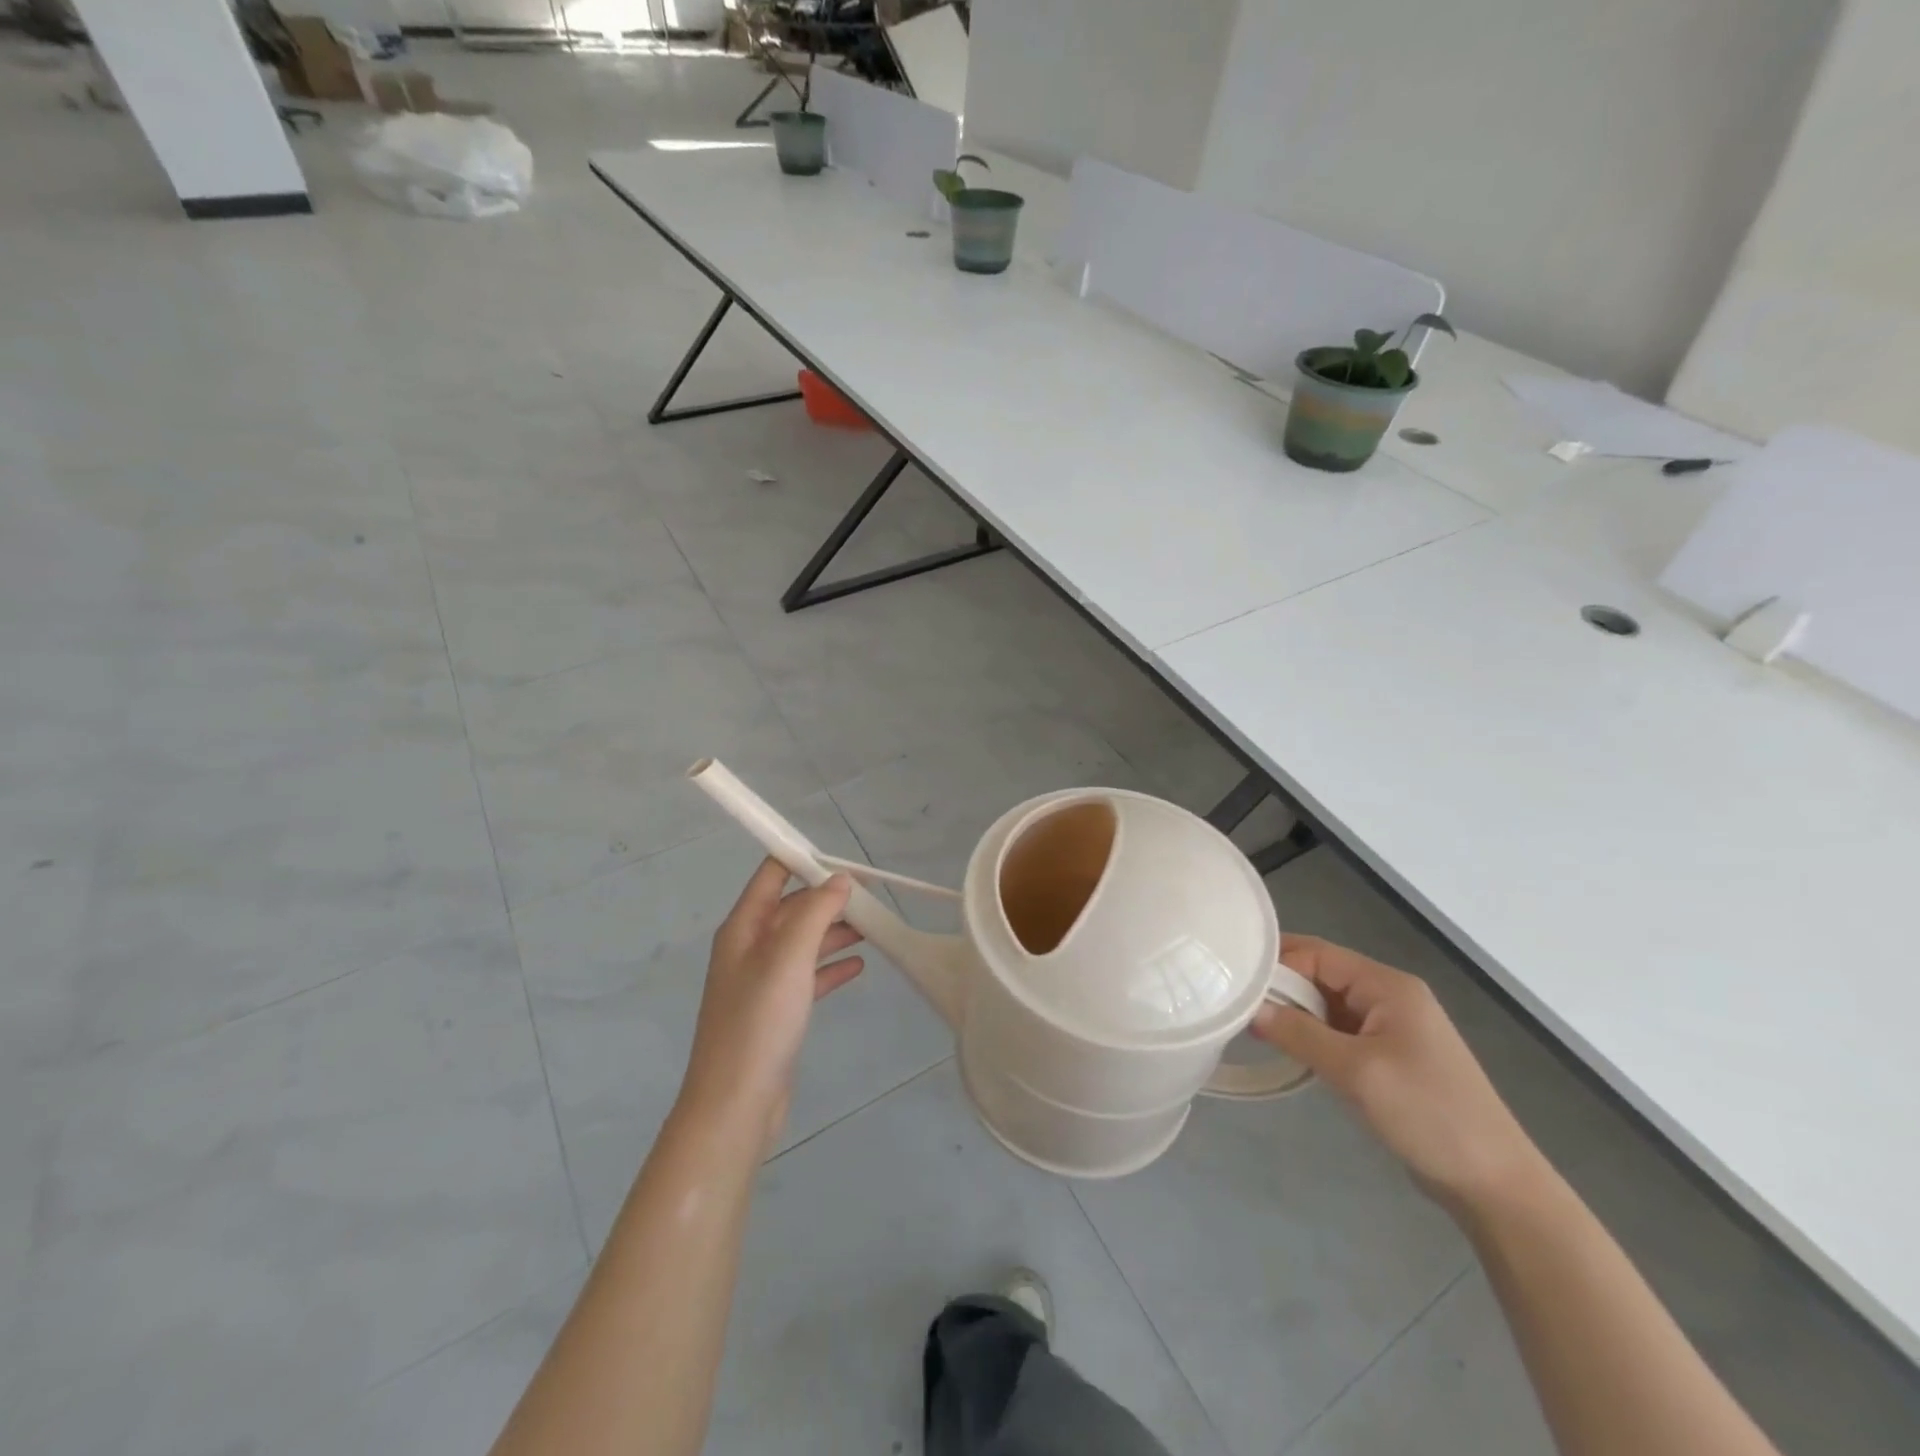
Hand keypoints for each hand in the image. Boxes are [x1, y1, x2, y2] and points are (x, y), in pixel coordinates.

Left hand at [680, 860, 864, 1143]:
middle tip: (871, 898)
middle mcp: (749, 948)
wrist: (736, 1105)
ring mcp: (762, 982)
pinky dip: (831, 966)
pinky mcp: (777, 1012)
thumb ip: (815, 912)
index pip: (771, 875)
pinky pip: (808, 976)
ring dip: (835, 931)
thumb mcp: (789, 957)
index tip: (845, 859)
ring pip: (803, 942)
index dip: (803, 860)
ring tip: (873, 927)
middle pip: (791, 908)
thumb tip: (839, 879)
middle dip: (828, 898)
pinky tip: (859, 965)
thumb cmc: (759, 1022)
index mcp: (743, 928)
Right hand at [1253, 935, 1544, 1213]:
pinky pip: (1340, 1033)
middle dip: (1282, 989)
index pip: (1318, 954)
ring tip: (1253, 1027)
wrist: (1495, 1184)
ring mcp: (1392, 1028)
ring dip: (1295, 1015)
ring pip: (1328, 1006)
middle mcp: (1390, 997)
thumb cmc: (1427, 1114)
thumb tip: (1250, 1010)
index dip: (1276, 962)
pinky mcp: (1391, 1057)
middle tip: (1236, 1005)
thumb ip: (1299, 1034)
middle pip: (1321, 976)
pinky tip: (1289, 1051)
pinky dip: (1313, 1037)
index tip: (1233, 978)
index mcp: (1387, 986)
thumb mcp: (1356, 1071)